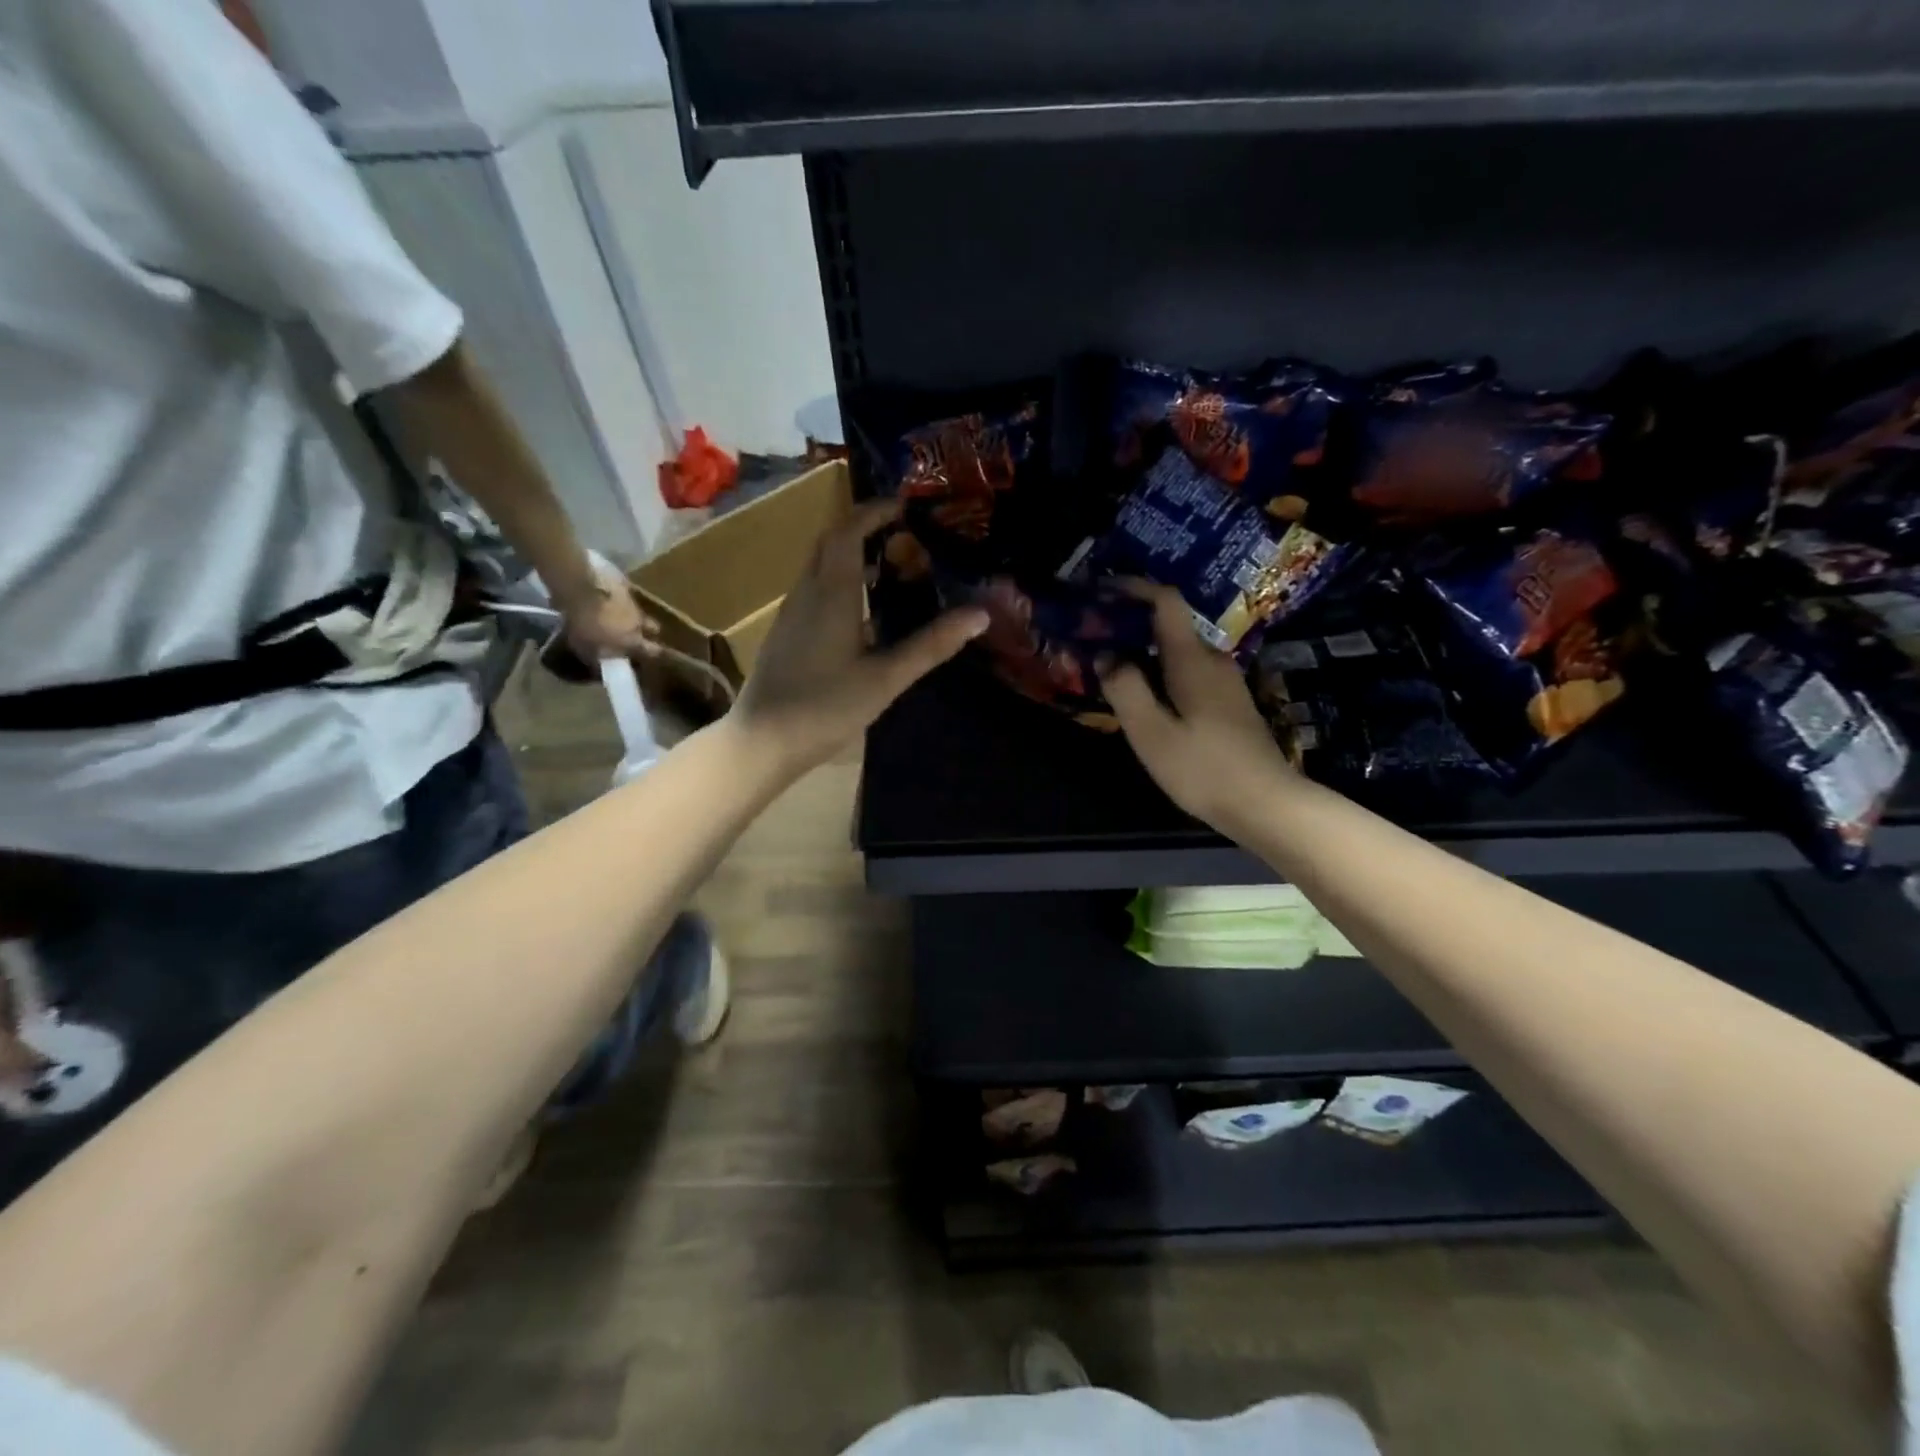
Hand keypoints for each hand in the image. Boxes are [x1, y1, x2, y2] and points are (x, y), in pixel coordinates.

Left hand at [558, 562, 657, 662]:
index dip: (654, 653)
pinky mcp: (623, 585)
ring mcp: (632, 602)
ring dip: (632, 615)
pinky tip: (608, 598)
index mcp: (633, 641)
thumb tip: (604, 663)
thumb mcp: (586, 650)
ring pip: (639, 611)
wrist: (582, 589)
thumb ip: (599, 658)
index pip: (653, 651)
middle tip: (638, 632)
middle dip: (649, 631)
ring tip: (618, 614)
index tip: (653, 654)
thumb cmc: (585, 625)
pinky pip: (626, 595)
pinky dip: (620, 599)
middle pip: (654, 628)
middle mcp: (638, 623)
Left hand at [732, 499, 986, 776]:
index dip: (875, 511)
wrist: (762, 741)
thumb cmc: (825, 707)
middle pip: (830, 542)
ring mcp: (791, 613)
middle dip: (863, 528)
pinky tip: (863, 612)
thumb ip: (931, 645)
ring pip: (819, 566)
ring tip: (891, 569)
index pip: (849, 531)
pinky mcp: (786, 633)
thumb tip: (980, 614)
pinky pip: (814, 589)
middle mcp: (806, 592)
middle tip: (902, 533)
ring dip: (851, 555)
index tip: (904, 505)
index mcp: (831, 593)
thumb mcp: (885, 679)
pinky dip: (840, 582)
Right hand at [1098, 584, 1294, 831]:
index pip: (1166, 601)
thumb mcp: (1151, 733)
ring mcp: (1225, 682)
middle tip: (1095, 635)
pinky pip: (1188, 672)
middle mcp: (1212, 661)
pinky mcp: (1229, 704)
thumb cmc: (1203, 769)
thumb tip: (1106, 654)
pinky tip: (1145, 695)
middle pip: (1170, 625)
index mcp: (1192, 660)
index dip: (1134, 587)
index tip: (1101, 589)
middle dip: (1132, 623)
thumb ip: (1125, 689)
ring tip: (1111, 665)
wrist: (1266, 804)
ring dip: (1146, 650)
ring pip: (1179, 651)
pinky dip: (1161, 671)